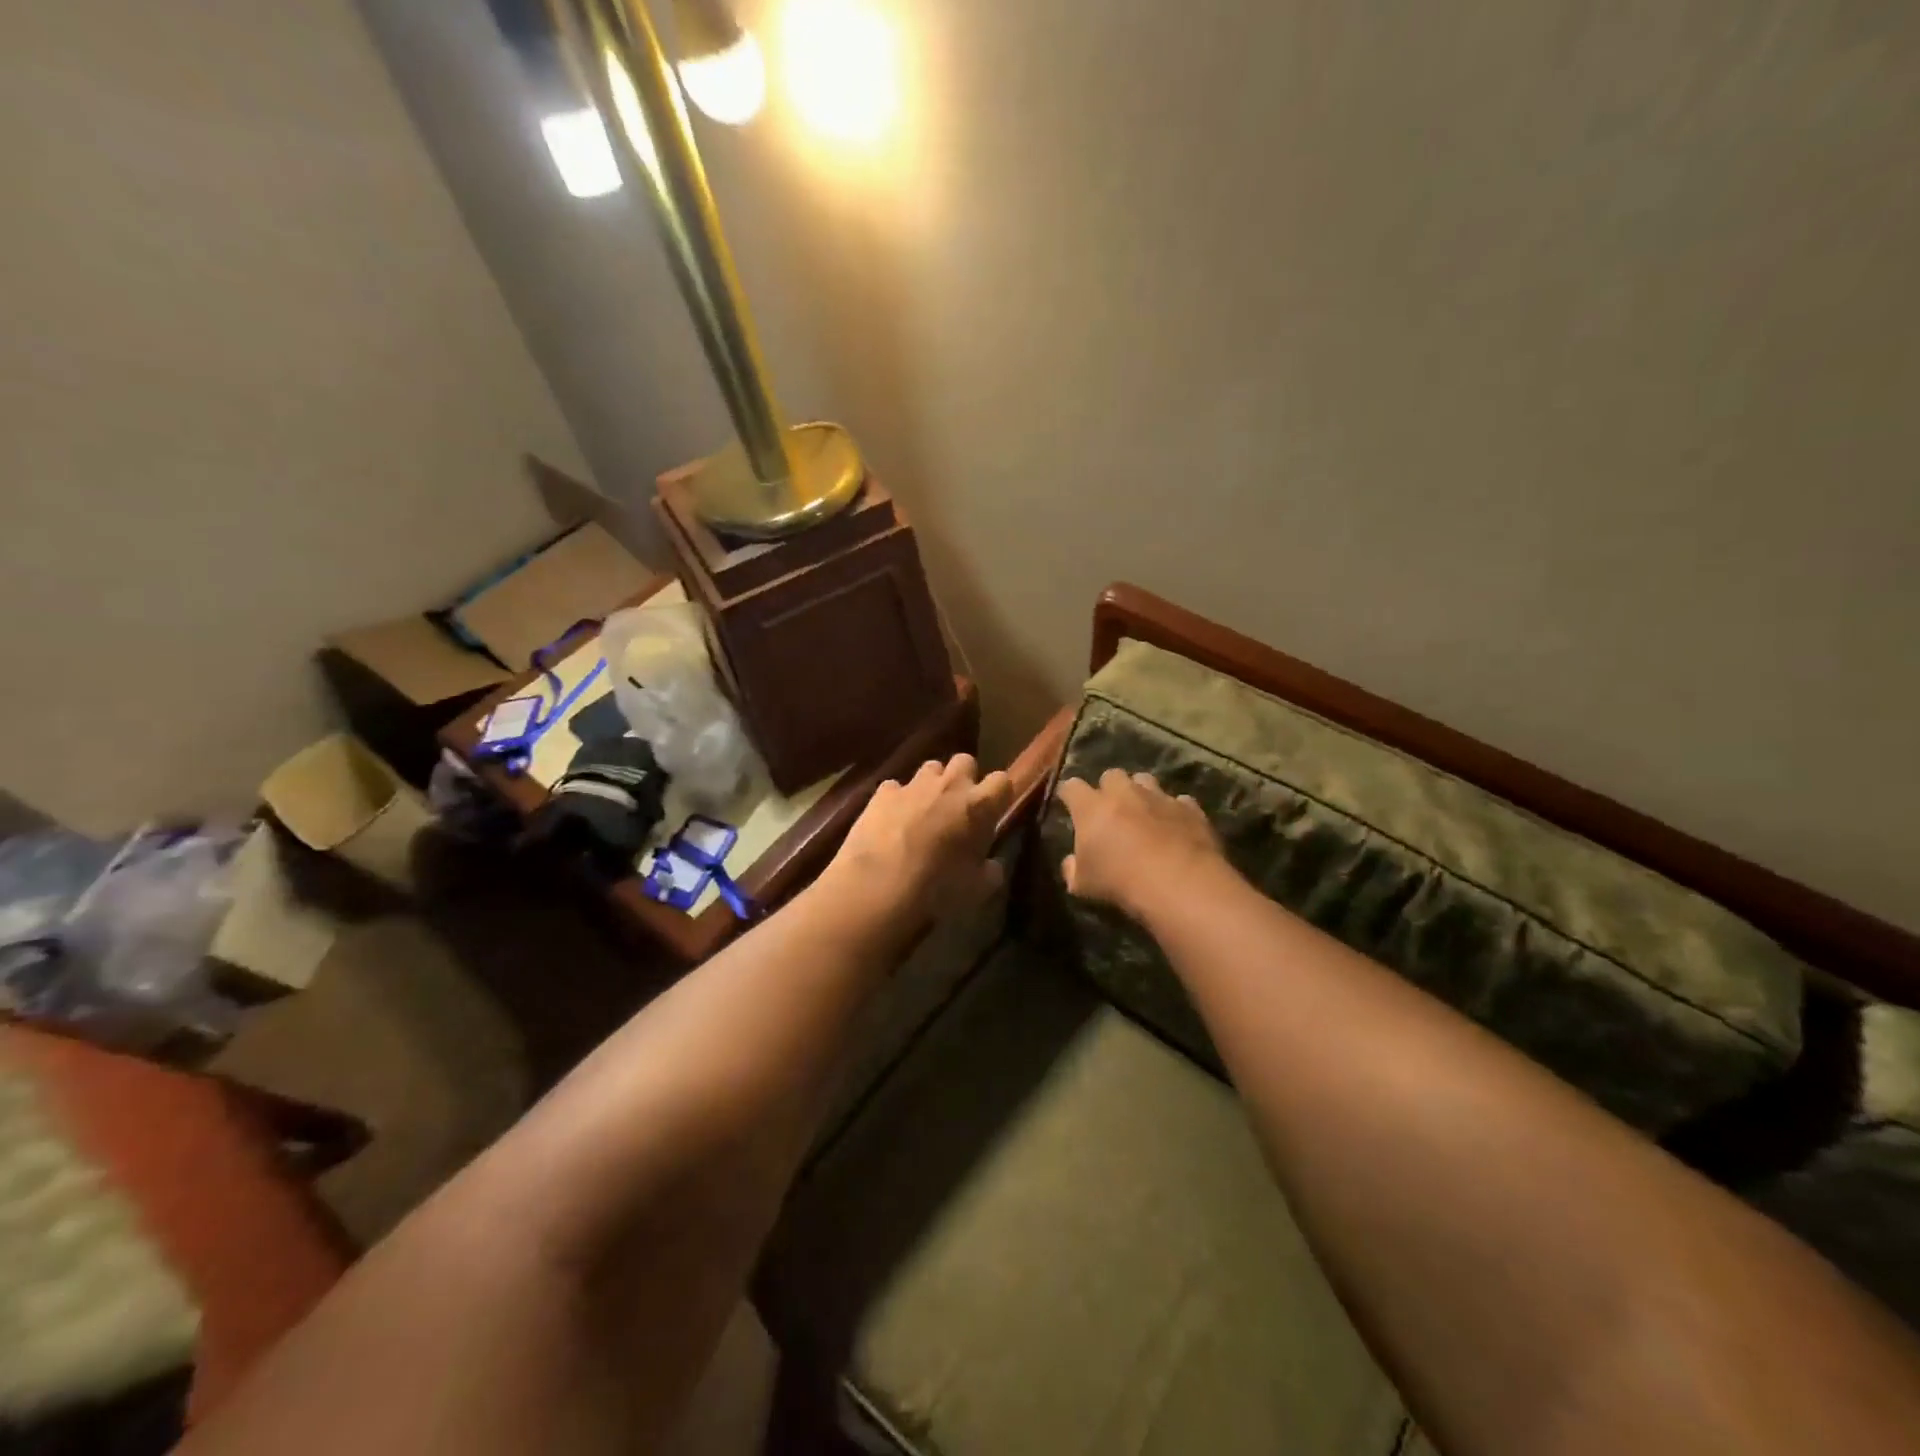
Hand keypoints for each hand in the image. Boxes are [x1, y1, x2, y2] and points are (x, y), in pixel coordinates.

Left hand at [829, 755, 1013, 926]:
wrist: (878, 886)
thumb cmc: (937, 889)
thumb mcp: (977, 889)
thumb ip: (991, 871)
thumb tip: (993, 864)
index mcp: (980, 806)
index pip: (1002, 781)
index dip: (999, 794)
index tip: (994, 811)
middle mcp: (950, 785)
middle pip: (965, 762)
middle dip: (964, 778)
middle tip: (958, 806)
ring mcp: (914, 785)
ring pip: (930, 768)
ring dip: (932, 784)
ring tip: (924, 810)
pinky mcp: (883, 793)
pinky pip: (895, 787)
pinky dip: (897, 800)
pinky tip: (890, 821)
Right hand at [1057, 768, 1224, 918]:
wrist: (1179, 883)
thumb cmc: (1121, 882)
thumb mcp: (1083, 885)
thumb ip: (1072, 869)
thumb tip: (1071, 862)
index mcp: (1092, 807)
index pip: (1072, 787)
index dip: (1069, 793)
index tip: (1068, 803)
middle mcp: (1124, 793)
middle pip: (1111, 775)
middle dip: (1108, 788)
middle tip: (1110, 810)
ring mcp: (1159, 797)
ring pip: (1145, 780)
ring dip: (1141, 793)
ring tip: (1143, 813)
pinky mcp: (1189, 808)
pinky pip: (1179, 801)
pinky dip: (1174, 811)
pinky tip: (1175, 828)